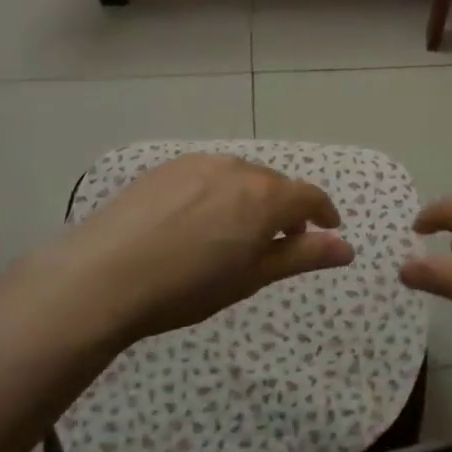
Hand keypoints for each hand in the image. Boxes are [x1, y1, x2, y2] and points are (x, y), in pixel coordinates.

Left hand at [18, 154, 354, 344]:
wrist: (103, 275)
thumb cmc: (188, 287)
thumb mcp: (252, 277)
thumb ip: (302, 256)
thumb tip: (347, 248)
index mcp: (264, 196)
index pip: (309, 196)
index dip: (324, 213)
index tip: (328, 229)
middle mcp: (237, 168)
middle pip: (275, 184)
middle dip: (285, 209)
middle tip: (280, 241)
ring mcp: (199, 164)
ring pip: (240, 177)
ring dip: (251, 199)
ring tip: (236, 232)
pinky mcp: (167, 168)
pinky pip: (208, 175)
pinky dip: (217, 193)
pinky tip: (197, 221)